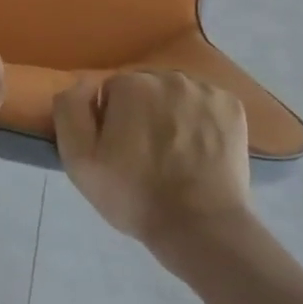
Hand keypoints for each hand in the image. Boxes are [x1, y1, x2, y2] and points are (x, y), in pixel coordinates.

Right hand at [53, 70, 251, 251]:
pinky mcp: (232, 106)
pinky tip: (200, 149)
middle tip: (146, 155)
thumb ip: (70, 110)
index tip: (120, 152)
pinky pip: (206, 104)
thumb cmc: (134, 195)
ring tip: (176, 154)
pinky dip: (202, 120)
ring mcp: (205, 90)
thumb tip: (82, 83)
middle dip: (142, 113)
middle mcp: (169, 76)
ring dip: (172, 114)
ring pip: (177, 95)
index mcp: (130, 84)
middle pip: (145, 89)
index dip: (111, 123)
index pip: (111, 92)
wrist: (200, 228)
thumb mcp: (79, 160)